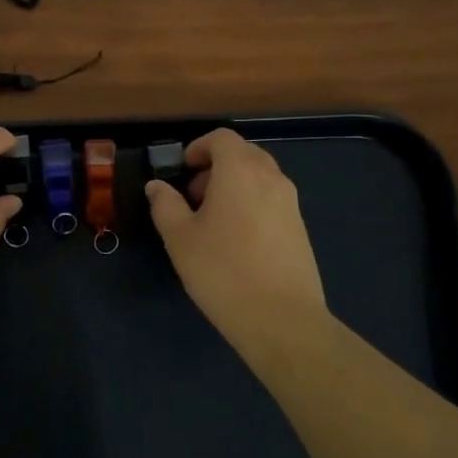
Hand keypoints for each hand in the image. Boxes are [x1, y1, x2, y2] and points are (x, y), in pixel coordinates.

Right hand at [145, 129, 328, 360]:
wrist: (281, 319)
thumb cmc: (222, 271)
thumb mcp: (179, 238)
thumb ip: (165, 205)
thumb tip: (157, 186)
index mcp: (240, 171)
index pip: (222, 138)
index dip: (199, 147)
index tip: (182, 170)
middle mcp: (271, 178)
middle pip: (243, 154)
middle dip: (215, 167)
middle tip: (192, 197)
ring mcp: (291, 203)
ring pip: (259, 178)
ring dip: (234, 186)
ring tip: (212, 222)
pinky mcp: (300, 228)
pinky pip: (271, 200)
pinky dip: (251, 205)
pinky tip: (236, 241)